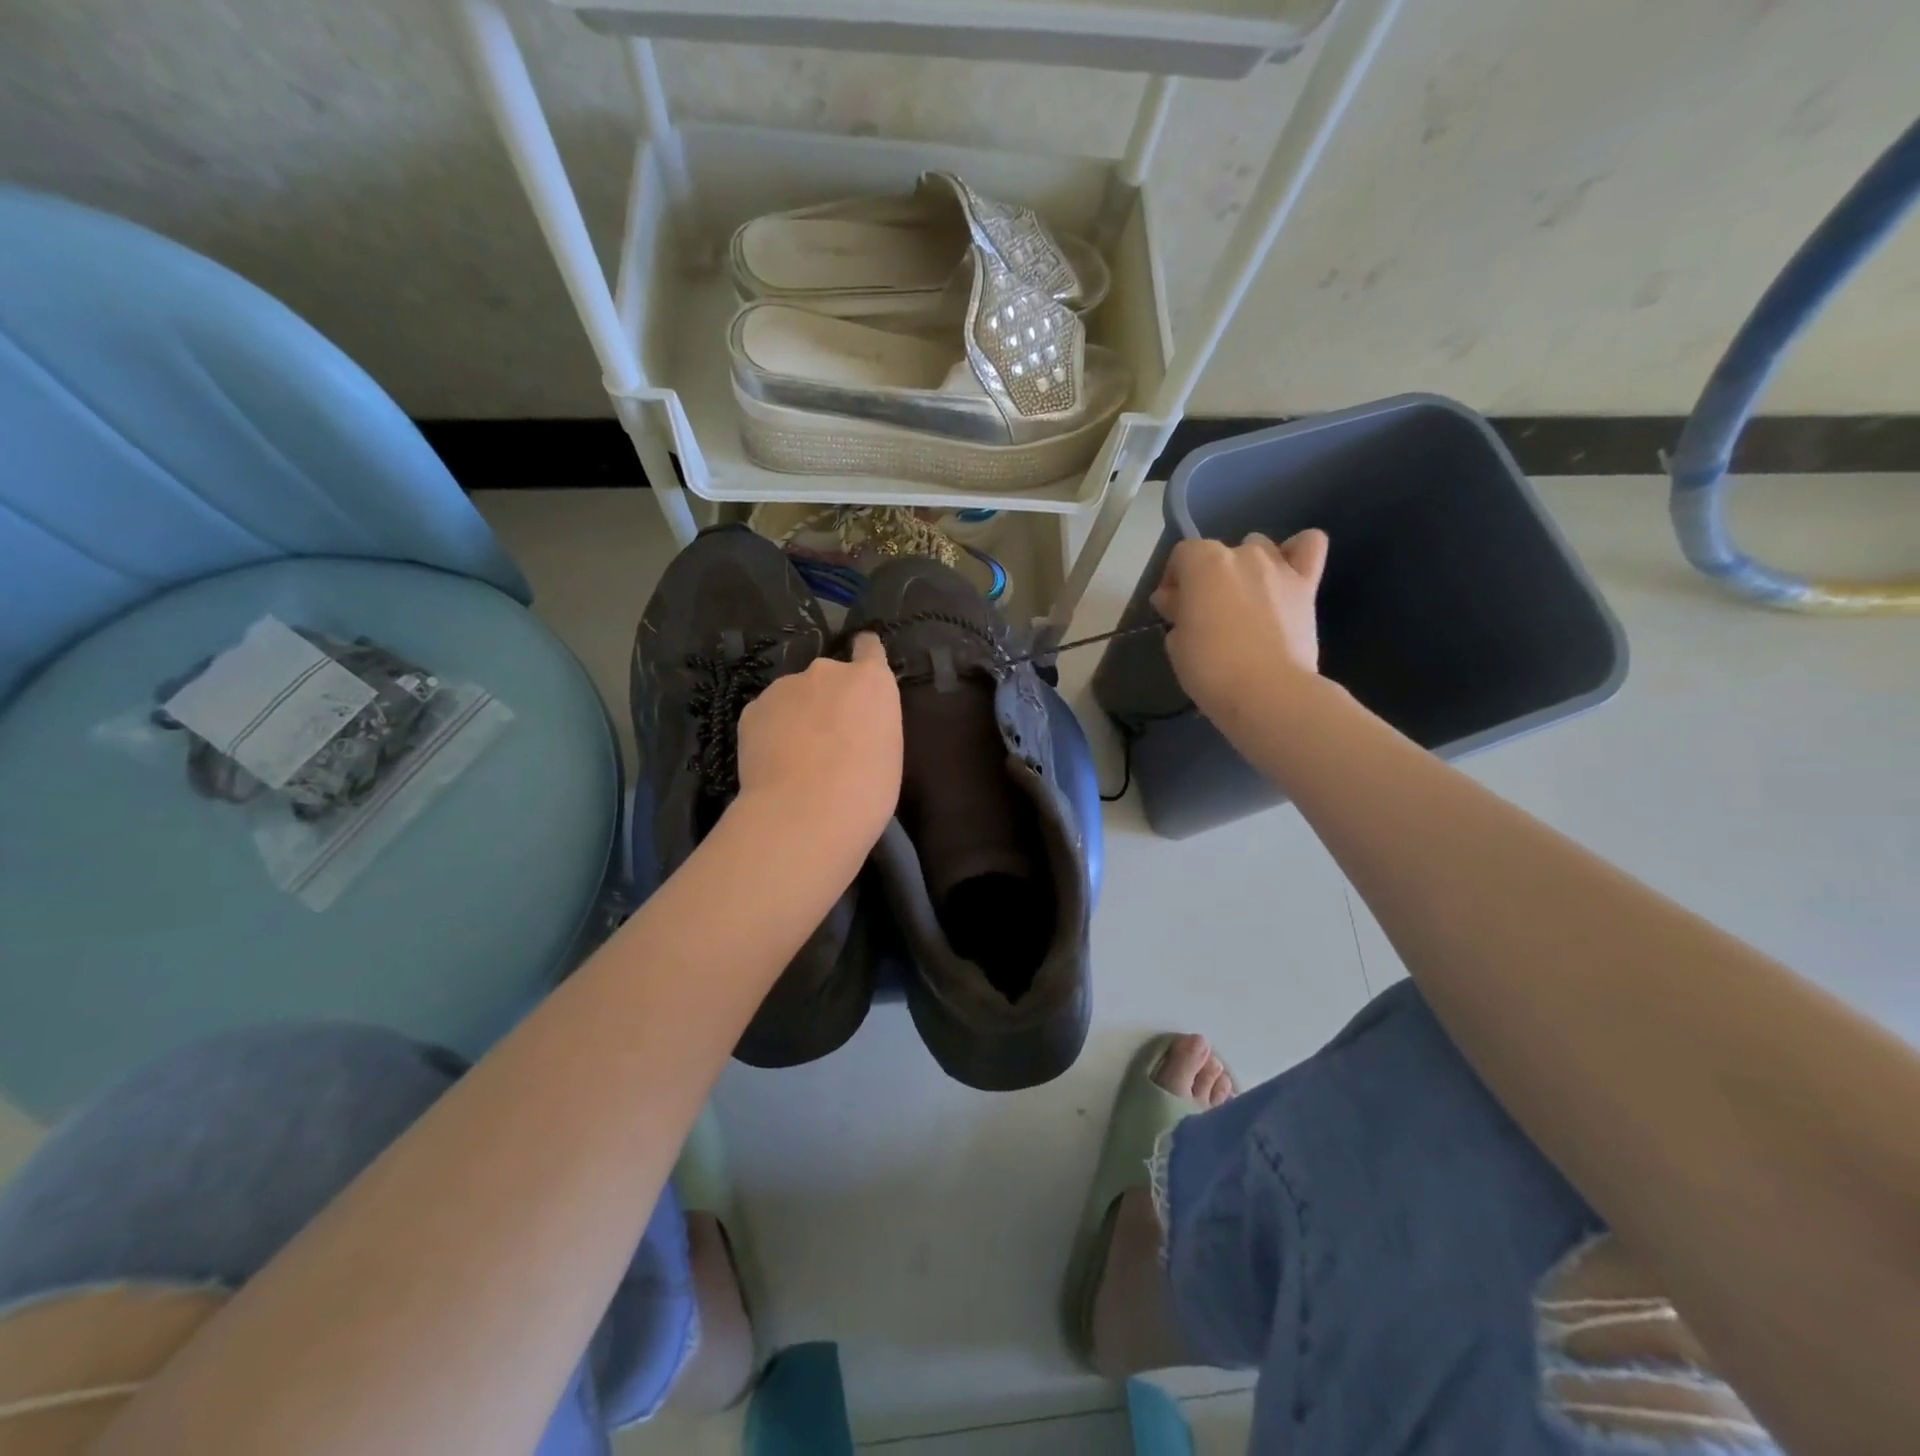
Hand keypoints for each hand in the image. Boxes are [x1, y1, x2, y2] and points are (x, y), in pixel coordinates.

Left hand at [732, 632, 901, 855]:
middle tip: (828, 738)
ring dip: (797, 714)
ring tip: (795, 756)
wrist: (805, 814)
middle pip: (828, 676)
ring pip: (793, 696)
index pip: (869, 647)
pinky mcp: (752, 709)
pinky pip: (767, 715)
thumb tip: (852, 725)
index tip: (861, 666)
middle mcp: (827, 671)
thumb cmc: (865, 790)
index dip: (865, 655)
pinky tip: (773, 762)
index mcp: (870, 681)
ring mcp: (785, 687)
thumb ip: (871, 723)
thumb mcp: (888, 751)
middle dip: (828, 698)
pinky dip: (770, 731)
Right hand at [1151, 530, 1327, 721]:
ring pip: (1260, 547)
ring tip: (1245, 600)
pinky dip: (1297, 551)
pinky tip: (1287, 572)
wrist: (1268, 692)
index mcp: (1204, 563)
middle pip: (1219, 553)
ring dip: (1247, 567)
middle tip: (1205, 615)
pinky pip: (1309, 545)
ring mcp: (1278, 566)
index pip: (1181, 555)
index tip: (1171, 609)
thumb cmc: (1211, 668)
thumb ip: (1177, 612)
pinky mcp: (1307, 584)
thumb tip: (1178, 601)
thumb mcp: (1176, 643)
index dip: (1174, 580)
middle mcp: (1242, 553)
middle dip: (1208, 579)